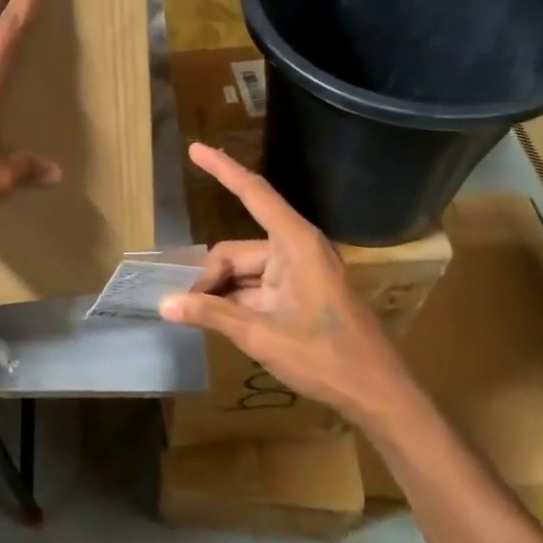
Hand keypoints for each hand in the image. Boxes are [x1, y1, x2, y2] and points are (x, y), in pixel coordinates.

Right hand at [158, 142, 408, 421]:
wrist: (378, 394)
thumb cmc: (326, 358)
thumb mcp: (262, 336)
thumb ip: (212, 315)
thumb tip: (164, 304)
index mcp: (295, 244)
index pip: (253, 193)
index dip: (222, 169)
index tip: (194, 148)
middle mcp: (295, 249)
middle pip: (235, 252)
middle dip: (210, 278)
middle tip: (188, 310)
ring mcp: (298, 272)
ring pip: (242, 272)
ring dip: (222, 294)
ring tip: (202, 322)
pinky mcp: (299, 292)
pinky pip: (255, 287)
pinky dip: (236, 302)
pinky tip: (221, 324)